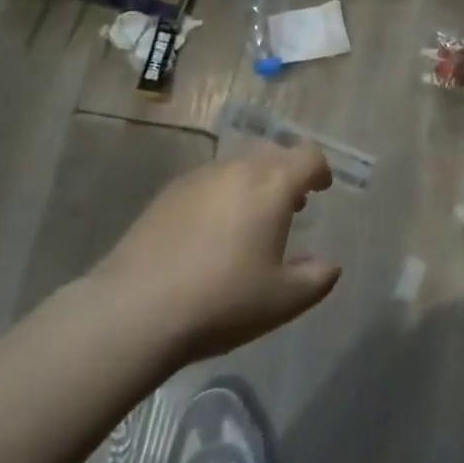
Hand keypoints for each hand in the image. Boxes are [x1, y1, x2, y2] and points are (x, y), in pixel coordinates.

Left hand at [89, 146, 339, 365]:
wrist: (135, 310)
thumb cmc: (222, 301)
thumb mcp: (284, 300)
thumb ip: (317, 279)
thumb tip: (328, 266)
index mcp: (272, 185)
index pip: (308, 157)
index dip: (320, 170)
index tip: (321, 189)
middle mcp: (237, 169)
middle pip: (273, 152)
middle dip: (288, 171)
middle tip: (291, 204)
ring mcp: (198, 178)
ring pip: (238, 165)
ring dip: (254, 182)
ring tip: (250, 219)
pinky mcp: (167, 193)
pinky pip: (208, 181)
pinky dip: (222, 193)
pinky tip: (212, 231)